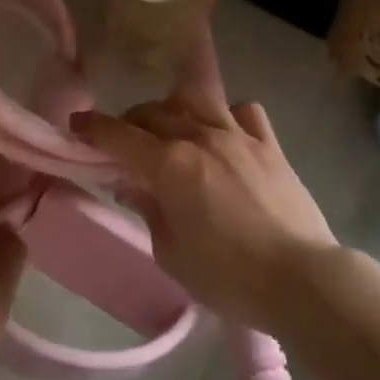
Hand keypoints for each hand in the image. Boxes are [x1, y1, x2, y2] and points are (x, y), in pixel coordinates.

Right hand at [72, 91, 337, 332]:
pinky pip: (244, 111)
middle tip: (123, 143)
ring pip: (195, 100)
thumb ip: (149, 210)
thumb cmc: (229, 277)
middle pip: (153, 112)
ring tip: (171, 130)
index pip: (119, 135)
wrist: (303, 280)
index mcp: (170, 165)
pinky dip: (227, 115)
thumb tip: (132, 185)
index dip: (92, 127)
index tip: (76, 124)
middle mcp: (201, 137)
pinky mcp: (270, 144)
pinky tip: (224, 134)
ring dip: (173, 110)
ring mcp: (239, 136)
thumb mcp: (172, 253)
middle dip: (130, 122)